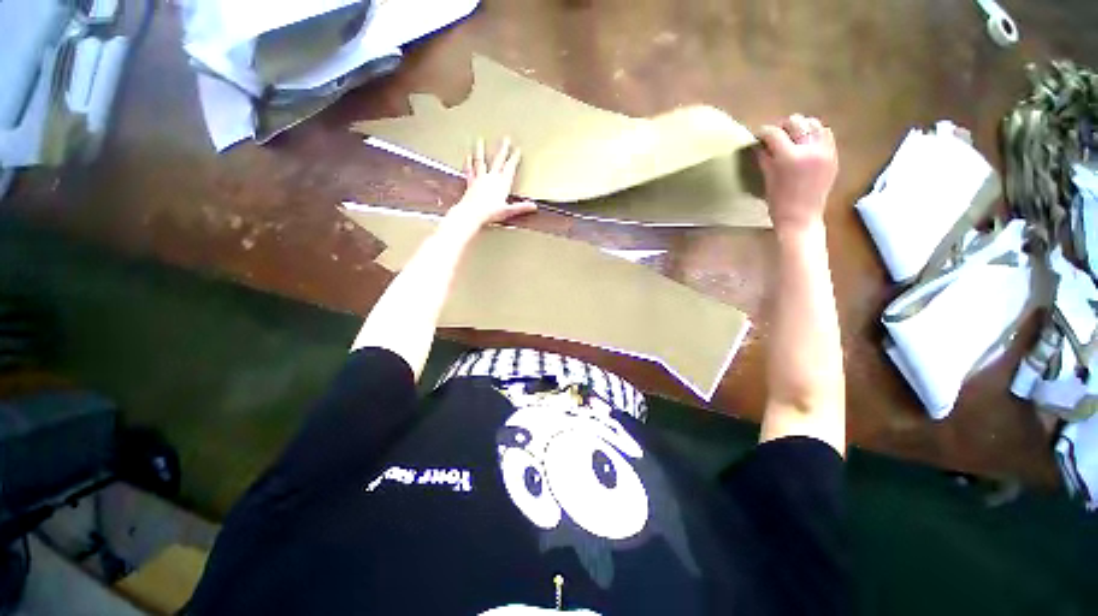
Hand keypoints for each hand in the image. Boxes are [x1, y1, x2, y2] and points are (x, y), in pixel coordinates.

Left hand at [446, 138, 536, 230]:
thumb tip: (534, 206)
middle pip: (498, 160)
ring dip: (481, 150)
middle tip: (506, 139)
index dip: (514, 158)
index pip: (510, 168)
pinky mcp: (471, 183)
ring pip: (481, 161)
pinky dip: (469, 163)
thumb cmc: (490, 213)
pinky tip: (468, 156)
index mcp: (502, 183)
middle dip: (503, 149)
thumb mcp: (508, 211)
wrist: (472, 214)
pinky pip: (470, 170)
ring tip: (480, 140)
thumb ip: (521, 207)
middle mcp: (491, 178)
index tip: (517, 150)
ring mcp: (480, 179)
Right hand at [757, 115, 837, 234]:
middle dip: (783, 126)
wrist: (801, 218)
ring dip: (801, 127)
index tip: (758, 135)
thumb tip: (759, 144)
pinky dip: (815, 134)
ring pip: (814, 124)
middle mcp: (810, 149)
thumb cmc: (778, 202)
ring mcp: (825, 151)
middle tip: (775, 135)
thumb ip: (764, 157)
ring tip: (793, 137)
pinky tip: (806, 143)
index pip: (774, 134)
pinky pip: (826, 135)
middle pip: (796, 122)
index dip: (763, 132)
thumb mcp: (768, 178)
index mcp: (790, 157)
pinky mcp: (833, 155)